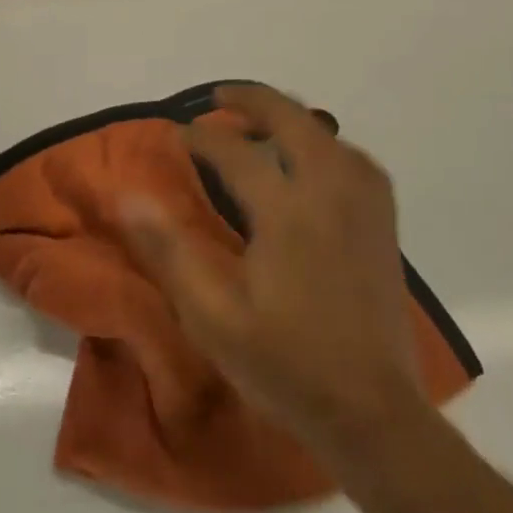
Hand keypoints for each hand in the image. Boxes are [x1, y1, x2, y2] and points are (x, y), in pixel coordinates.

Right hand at [121, 84, 426, 462]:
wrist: (373, 414)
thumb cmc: (286, 364)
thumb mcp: (211, 315)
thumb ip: (169, 250)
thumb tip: (129, 195)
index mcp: (288, 210)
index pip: (234, 151)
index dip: (201, 136)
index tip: (175, 133)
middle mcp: (331, 191)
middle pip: (292, 119)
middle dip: (252, 99)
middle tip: (217, 98)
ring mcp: (364, 205)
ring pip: (328, 134)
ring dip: (290, 118)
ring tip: (259, 123)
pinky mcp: (384, 223)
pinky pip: (353, 159)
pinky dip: (325, 144)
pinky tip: (311, 161)